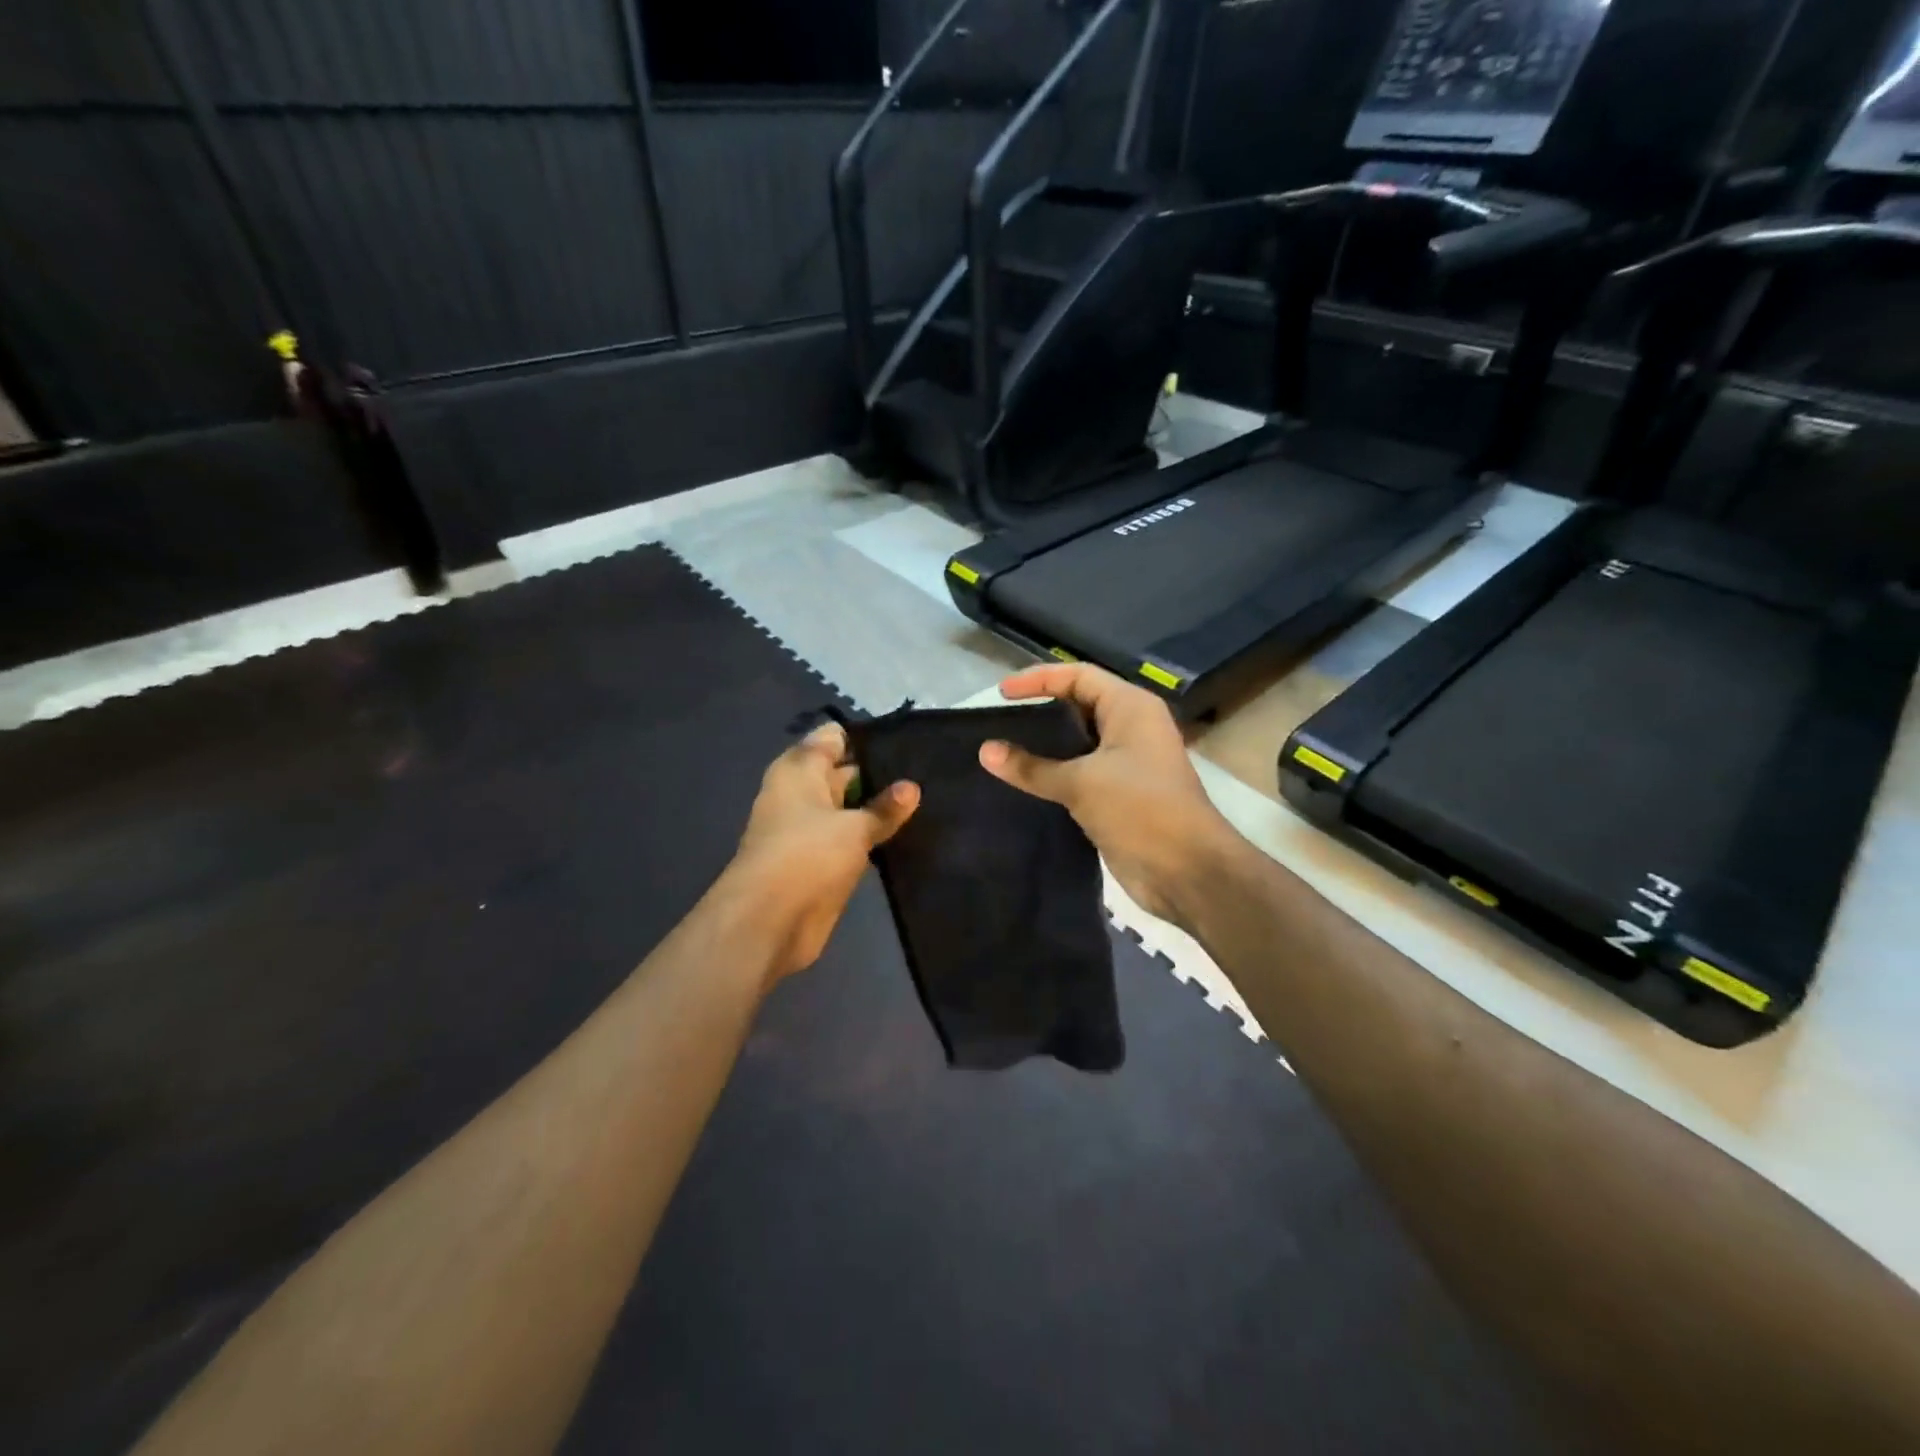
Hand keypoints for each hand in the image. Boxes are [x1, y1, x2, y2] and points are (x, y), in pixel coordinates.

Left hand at [727, 723, 918, 981]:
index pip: (834, 738)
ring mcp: (809, 829)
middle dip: (881, 774)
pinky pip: (850, 839)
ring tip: (928, 799)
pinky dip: (871, 837)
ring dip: (879, 809)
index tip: (908, 740)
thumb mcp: (854, 828)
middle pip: (844, 772)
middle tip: (928, 771)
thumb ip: (884, 808)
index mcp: (799, 770)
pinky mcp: (819, 862)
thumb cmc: (807, 857)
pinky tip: (909, 833)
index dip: (868, 738)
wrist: (768, 923)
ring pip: (850, 808)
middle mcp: (801, 793)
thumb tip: (912, 786)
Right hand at [978, 664, 1238, 927]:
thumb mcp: (1081, 783)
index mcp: (1130, 708)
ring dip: (1045, 747)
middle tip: (999, 723)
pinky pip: (1080, 773)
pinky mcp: (1120, 794)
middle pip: (1078, 706)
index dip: (1039, 679)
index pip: (1078, 676)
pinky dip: (1054, 774)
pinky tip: (1024, 784)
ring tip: (1003, 752)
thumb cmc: (1140, 810)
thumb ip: (1032, 767)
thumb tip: (985, 751)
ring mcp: (1127, 762)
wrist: (1186, 871)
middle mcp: (1131, 728)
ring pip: (1078, 743)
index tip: (1001, 694)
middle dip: (1040, 711)